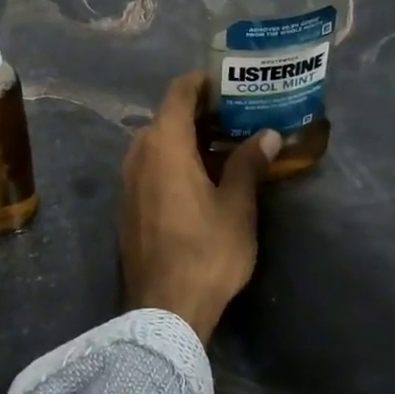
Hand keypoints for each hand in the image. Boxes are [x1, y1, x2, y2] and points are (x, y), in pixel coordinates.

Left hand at [120, 72, 281, 344]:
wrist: (163, 310)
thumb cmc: (205, 251)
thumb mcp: (236, 206)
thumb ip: (248, 164)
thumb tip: (267, 134)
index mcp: (163, 143)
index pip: (179, 92)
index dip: (203, 82)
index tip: (230, 83)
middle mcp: (138, 152)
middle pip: (168, 115)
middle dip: (201, 112)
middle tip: (238, 116)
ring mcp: (128, 178)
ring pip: (158, 141)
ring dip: (188, 137)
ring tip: (225, 145)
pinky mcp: (127, 202)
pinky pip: (150, 164)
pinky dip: (174, 159)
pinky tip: (202, 176)